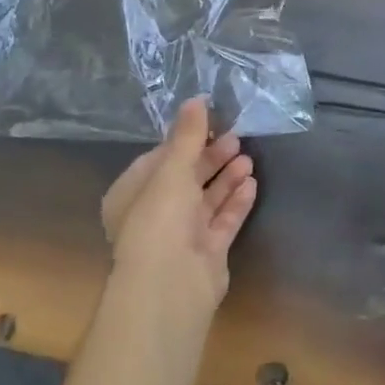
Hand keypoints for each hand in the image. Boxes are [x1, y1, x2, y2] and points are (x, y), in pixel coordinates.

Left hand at [100, 98, 257, 317]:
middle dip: (210, 157)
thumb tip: (196, 99)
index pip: (159, 159)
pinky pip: (223, 220)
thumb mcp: (172, 168)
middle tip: (236, 138)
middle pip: (186, 179)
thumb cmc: (160, 218)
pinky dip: (236, 202)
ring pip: (206, 199)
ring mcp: (181, 236)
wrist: (170, 285)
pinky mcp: (206, 252)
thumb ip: (187, 134)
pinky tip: (252, 184)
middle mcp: (154, 215)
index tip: (210, 122)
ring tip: (248, 158)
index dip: (184, 141)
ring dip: (226, 178)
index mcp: (132, 195)